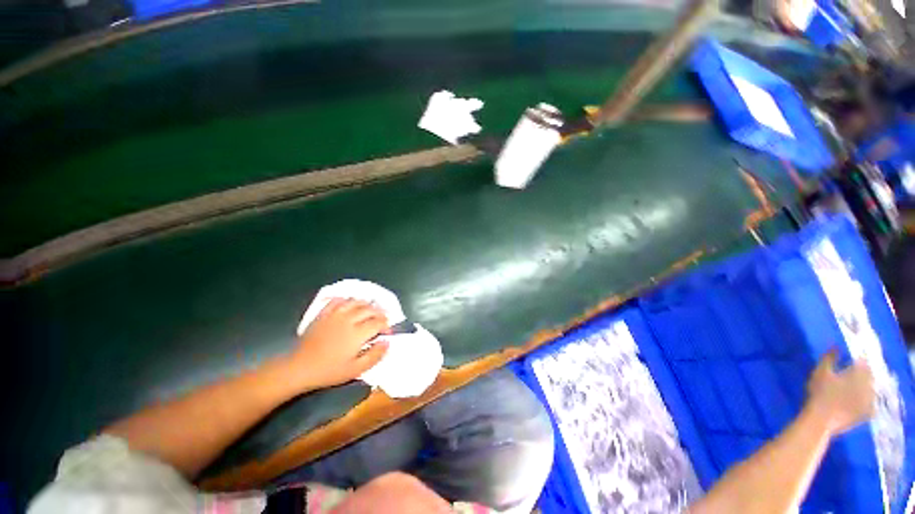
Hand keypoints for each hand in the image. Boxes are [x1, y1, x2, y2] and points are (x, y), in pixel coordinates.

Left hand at [289, 298, 389, 390]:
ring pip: (356, 302)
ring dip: (366, 304)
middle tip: (382, 320)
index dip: (386, 325)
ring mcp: (335, 315)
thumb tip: (386, 342)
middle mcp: (349, 320)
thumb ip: (374, 356)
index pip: (378, 322)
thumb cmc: (329, 371)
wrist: (299, 368)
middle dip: (380, 313)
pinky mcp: (324, 314)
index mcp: (357, 333)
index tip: (387, 332)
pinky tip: (350, 305)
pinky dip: (347, 300)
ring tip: (370, 310)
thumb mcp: (355, 370)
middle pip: (370, 309)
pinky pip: (338, 300)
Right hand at [806, 351, 874, 434]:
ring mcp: (870, 401)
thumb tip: (835, 345)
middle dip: (864, 374)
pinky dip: (868, 402)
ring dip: (866, 387)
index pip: (864, 362)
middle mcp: (869, 385)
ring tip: (856, 387)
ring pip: (872, 390)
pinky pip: (871, 405)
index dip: (859, 360)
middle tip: (854, 373)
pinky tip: (861, 402)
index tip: (852, 359)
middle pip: (870, 376)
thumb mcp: (820, 372)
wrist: (821, 420)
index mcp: (860, 373)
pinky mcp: (867, 414)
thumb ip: (829, 358)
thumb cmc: (820, 393)